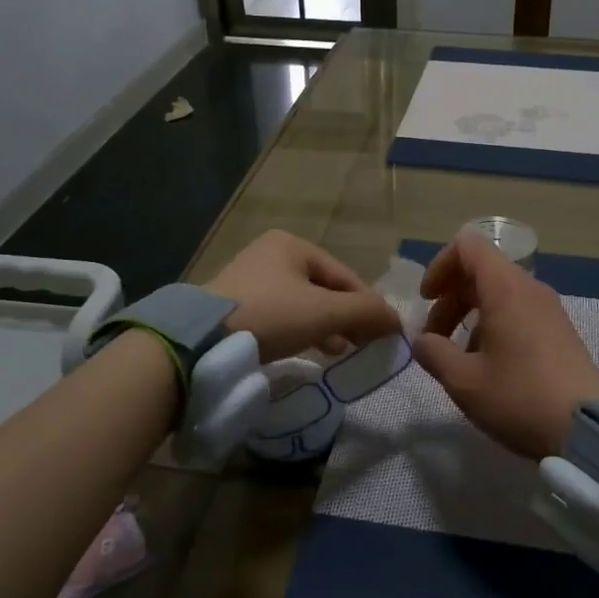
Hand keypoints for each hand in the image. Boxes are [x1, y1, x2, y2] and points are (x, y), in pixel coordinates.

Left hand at [207, 230, 400, 363]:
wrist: (200, 341)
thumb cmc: (270, 315)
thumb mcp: (324, 312)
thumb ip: (366, 313)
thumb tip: (398, 321)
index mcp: (293, 245)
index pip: (345, 275)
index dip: (369, 305)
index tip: (385, 334)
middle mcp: (271, 254)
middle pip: (325, 289)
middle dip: (347, 317)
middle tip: (365, 345)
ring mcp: (250, 279)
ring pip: (303, 304)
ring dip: (327, 327)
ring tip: (343, 352)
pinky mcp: (236, 306)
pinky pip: (282, 316)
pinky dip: (302, 331)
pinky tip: (314, 351)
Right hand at [412, 232, 598, 459]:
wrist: (588, 429)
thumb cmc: (519, 397)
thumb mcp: (463, 380)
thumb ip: (433, 353)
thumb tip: (422, 340)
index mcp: (504, 287)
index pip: (467, 246)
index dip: (439, 266)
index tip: (426, 301)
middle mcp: (528, 288)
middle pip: (480, 271)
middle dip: (450, 298)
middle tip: (434, 338)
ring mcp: (548, 308)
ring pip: (498, 293)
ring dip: (470, 315)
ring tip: (457, 357)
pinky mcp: (559, 331)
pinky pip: (517, 311)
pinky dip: (493, 326)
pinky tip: (487, 366)